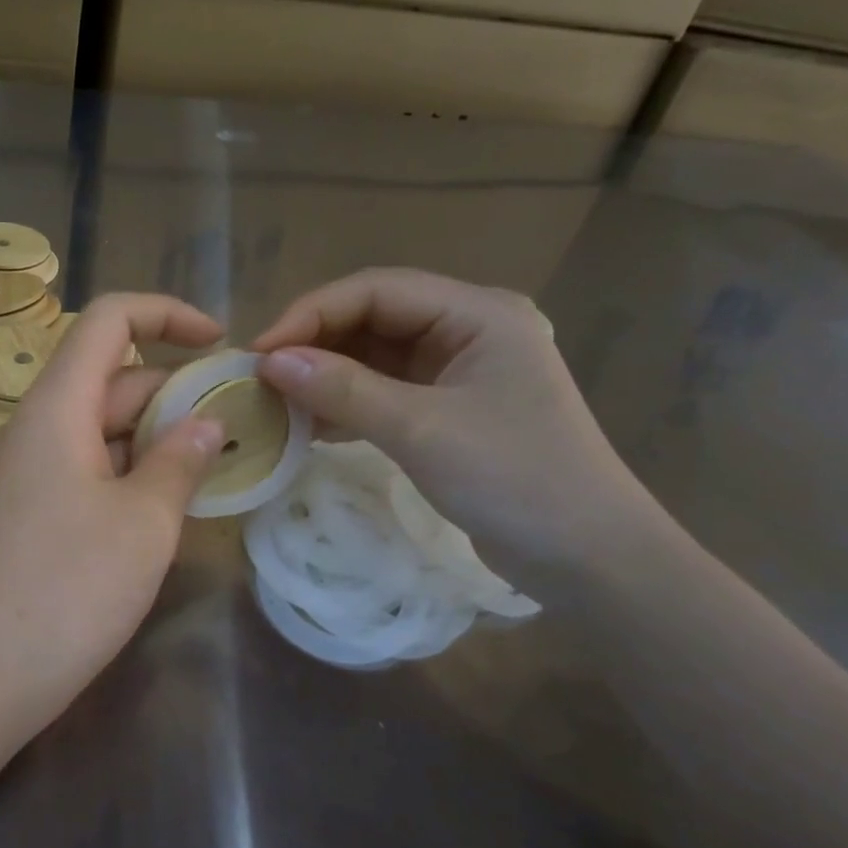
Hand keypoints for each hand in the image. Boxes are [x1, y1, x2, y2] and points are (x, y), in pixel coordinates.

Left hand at [0, 294, 224, 705]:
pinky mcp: (29, 507)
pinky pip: (86, 463)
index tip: (219, 343)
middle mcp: (36, 425)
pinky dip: (130, 466)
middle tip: (237, 421)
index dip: (166, 313)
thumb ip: (180, 459)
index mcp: (57, 406)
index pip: (108, 320)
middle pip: (110, 374)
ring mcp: (28, 468)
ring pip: (100, 424)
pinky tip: (168, 498)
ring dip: (156, 432)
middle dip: (174, 387)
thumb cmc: (72, 587)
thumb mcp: (145, 520)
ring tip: (215, 459)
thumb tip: (207, 424)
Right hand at [253, 269, 660, 575]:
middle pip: (372, 317)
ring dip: (325, 375)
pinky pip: (383, 389)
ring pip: (373, 355)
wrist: (587, 557)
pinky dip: (345, 403)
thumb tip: (268, 363)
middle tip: (260, 379)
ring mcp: (457, 369)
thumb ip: (343, 390)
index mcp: (476, 312)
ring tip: (276, 402)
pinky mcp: (447, 407)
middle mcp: (466, 328)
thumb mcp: (421, 430)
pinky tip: (309, 424)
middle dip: (314, 344)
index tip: (259, 353)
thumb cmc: (514, 480)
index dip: (311, 314)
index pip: (376, 290)